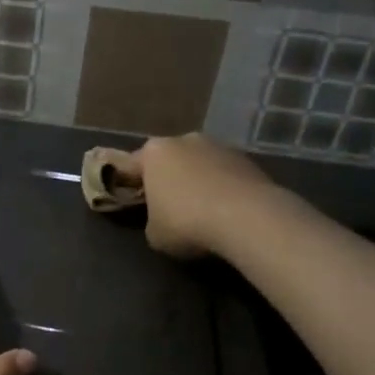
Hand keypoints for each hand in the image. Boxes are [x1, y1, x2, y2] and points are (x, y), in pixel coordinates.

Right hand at [121, 133, 280, 259]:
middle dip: (168, 179)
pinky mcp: (247, 159)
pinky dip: (223, 188)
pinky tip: (227, 211)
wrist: (247, 218)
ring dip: (198, 181)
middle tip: (168, 206)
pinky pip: (225, 174)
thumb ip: (151, 220)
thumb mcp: (154, 234)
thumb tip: (161, 220)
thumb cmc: (187, 222)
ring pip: (199, 164)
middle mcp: (184, 140)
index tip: (130, 200)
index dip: (127, 184)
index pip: (130, 166)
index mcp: (153, 152)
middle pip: (168, 160)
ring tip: (202, 210)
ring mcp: (219, 146)